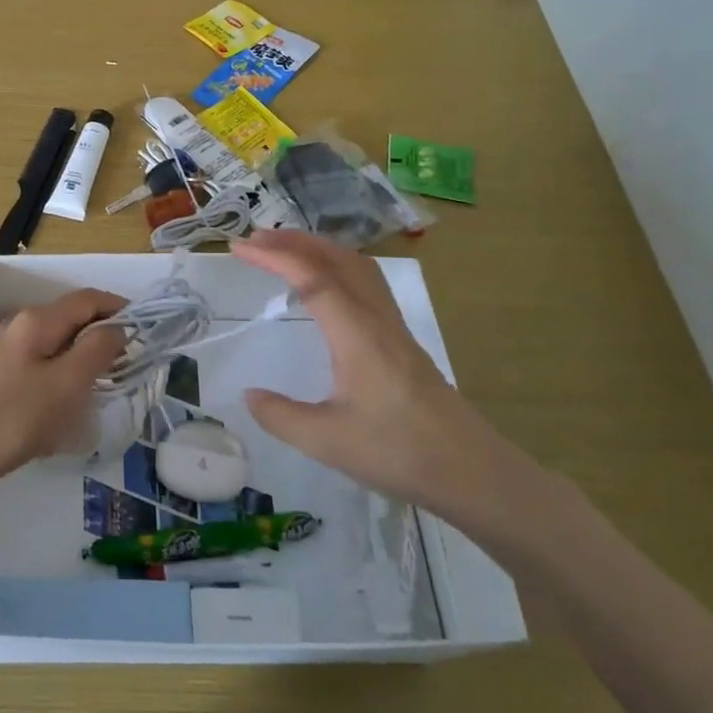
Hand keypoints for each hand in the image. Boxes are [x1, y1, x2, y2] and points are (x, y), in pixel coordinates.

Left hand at [0, 289, 127, 489]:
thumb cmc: (14, 417)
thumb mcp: (66, 384)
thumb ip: (96, 350)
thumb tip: (118, 328)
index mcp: (39, 321)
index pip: (88, 299)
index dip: (119, 308)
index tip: (144, 331)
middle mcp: (22, 326)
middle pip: (72, 318)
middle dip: (102, 335)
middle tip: (127, 364)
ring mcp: (7, 350)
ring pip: (57, 343)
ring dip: (83, 356)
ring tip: (102, 386)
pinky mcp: (0, 375)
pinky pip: (42, 364)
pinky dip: (63, 374)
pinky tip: (67, 405)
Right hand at [234, 230, 539, 535]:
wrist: (473, 473)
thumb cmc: (399, 452)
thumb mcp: (327, 441)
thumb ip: (281, 416)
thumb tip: (249, 394)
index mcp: (356, 334)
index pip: (311, 278)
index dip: (274, 257)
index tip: (239, 247)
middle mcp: (376, 319)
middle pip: (337, 259)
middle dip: (295, 241)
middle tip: (255, 239)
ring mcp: (394, 327)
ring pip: (357, 267)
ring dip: (319, 249)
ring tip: (286, 250)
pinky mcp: (402, 340)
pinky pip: (367, 283)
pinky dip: (337, 267)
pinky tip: (325, 288)